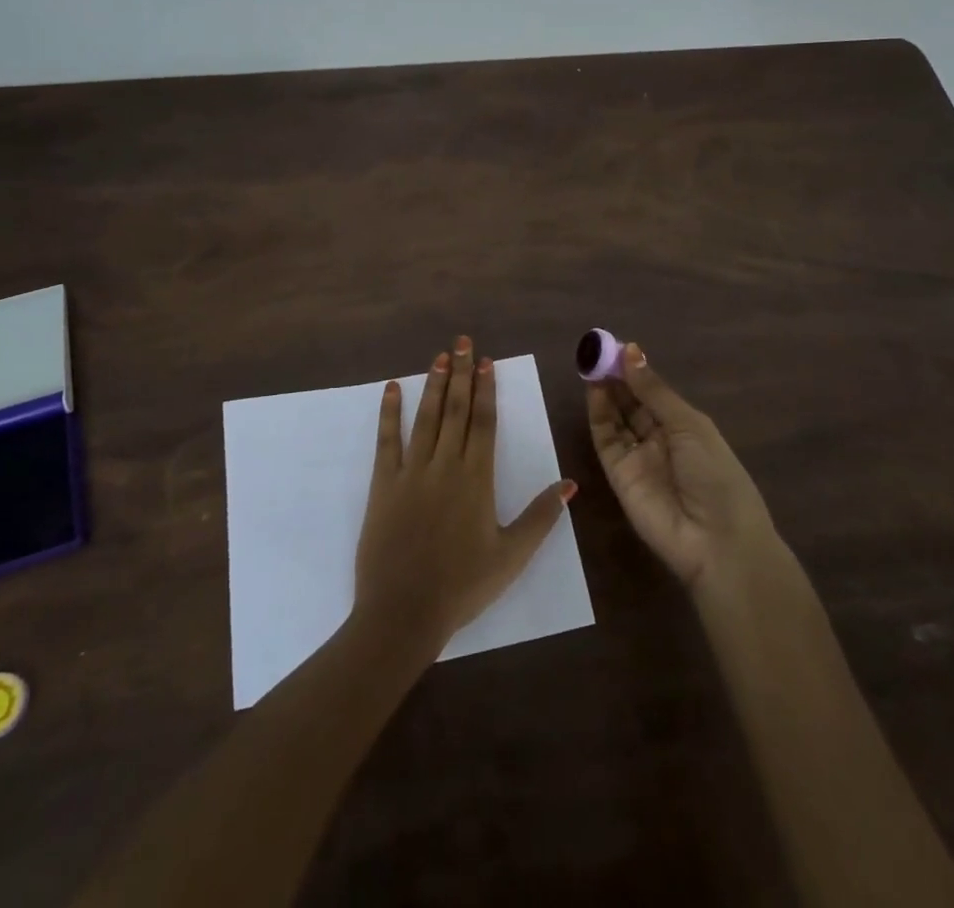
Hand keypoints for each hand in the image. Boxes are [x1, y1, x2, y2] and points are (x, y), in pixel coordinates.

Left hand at [354, 336, 576, 657]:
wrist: (403, 612)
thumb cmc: (462, 586)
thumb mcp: (512, 556)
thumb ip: (541, 517)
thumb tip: (570, 483)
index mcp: (476, 479)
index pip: (483, 422)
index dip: (486, 389)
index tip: (487, 361)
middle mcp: (445, 465)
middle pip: (456, 410)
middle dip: (461, 373)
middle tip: (463, 341)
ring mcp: (411, 472)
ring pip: (426, 418)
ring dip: (434, 385)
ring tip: (440, 356)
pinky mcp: (383, 484)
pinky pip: (387, 441)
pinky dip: (389, 412)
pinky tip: (393, 388)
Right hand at [587, 342, 776, 588]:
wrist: (715, 542)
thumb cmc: (716, 475)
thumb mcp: (689, 425)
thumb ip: (654, 391)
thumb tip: (631, 350)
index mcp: (685, 427)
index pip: (654, 393)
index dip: (636, 370)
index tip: (616, 345)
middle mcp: (660, 439)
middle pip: (632, 403)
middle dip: (616, 377)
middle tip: (597, 350)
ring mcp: (637, 457)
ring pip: (616, 418)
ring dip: (605, 391)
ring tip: (591, 363)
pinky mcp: (617, 475)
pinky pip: (606, 439)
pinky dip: (598, 414)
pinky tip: (594, 390)